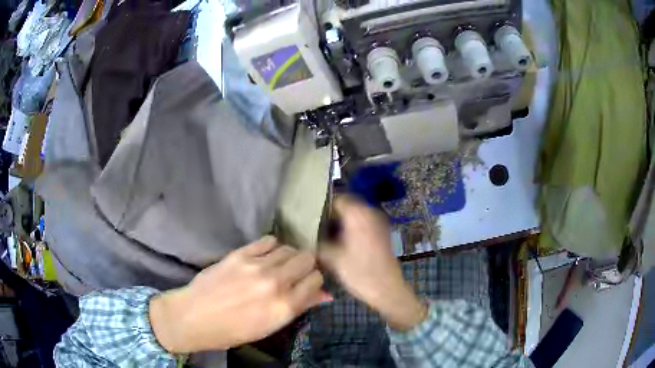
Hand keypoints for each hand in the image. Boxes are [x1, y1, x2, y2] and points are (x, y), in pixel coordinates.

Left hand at [149, 236, 330, 352]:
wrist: (195, 317)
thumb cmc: (234, 330)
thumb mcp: (271, 326)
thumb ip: (300, 307)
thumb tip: (326, 295)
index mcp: (285, 307)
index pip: (316, 280)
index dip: (315, 281)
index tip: (308, 284)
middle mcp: (275, 283)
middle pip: (307, 259)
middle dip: (307, 266)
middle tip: (296, 273)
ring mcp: (257, 266)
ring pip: (290, 248)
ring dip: (290, 256)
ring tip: (280, 265)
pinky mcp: (240, 254)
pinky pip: (269, 240)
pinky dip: (273, 247)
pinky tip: (266, 256)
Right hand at [319, 196, 426, 330]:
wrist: (387, 290)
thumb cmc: (360, 273)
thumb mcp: (332, 258)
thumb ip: (317, 242)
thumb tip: (307, 235)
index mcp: (358, 214)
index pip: (335, 199)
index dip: (322, 208)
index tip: (310, 219)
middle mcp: (370, 212)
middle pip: (346, 206)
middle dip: (330, 215)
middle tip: (315, 228)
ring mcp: (378, 222)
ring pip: (354, 215)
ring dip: (340, 222)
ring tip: (325, 236)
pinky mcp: (382, 233)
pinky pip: (362, 223)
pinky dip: (351, 228)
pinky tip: (341, 243)